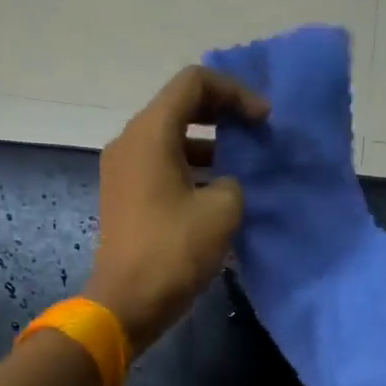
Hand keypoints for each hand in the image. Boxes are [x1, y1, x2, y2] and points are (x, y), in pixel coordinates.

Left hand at [84, 66, 267, 352]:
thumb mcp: (222, 210)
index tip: (263, 120)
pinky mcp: (124, 195)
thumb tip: (223, 184)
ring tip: (241, 163)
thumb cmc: (174, 251)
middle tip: (255, 132)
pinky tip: (216, 191)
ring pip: (169, 137)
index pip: (194, 83)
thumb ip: (232, 181)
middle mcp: (130, 141)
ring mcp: (122, 169)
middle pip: (179, 105)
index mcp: (150, 132)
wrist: (127, 302)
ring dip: (208, 143)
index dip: (235, 92)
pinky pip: (160, 164)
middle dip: (222, 112)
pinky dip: (190, 166)